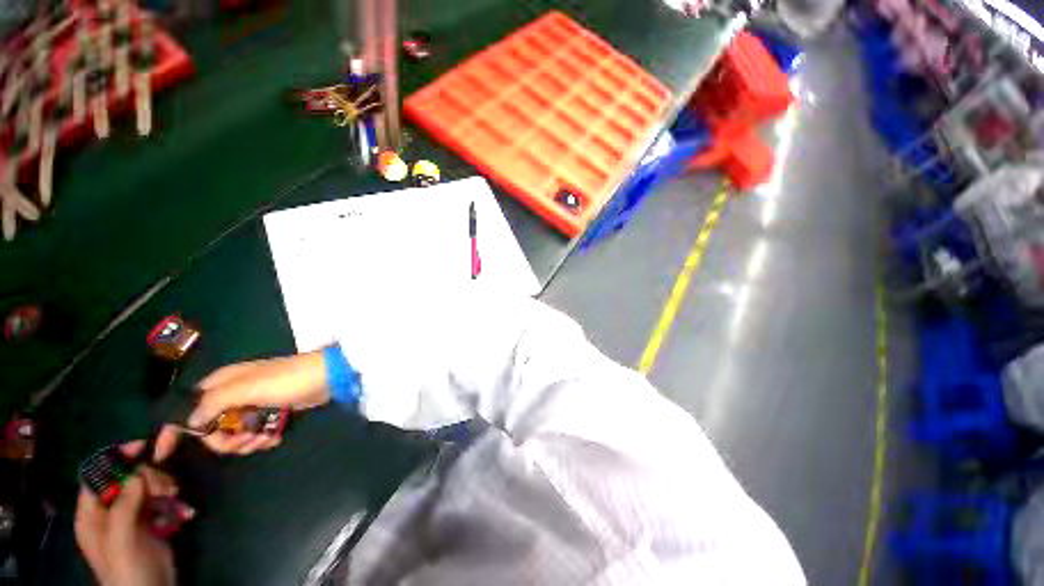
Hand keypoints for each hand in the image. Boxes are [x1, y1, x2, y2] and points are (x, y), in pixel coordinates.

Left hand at [75, 443, 192, 585]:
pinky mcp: (152, 523)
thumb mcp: (122, 539)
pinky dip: (176, 504)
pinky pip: (163, 503)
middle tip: (168, 488)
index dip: (115, 459)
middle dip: (150, 478)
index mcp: (92, 513)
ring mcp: (132, 518)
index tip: (142, 447)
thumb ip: (124, 505)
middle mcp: (110, 511)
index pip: (97, 475)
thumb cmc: (127, 569)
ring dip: (165, 489)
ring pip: (148, 488)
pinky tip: (185, 514)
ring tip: (178, 500)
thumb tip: (137, 472)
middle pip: (128, 479)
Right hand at [156, 351, 327, 457]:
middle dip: (225, 441)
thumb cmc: (286, 380)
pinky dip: (262, 439)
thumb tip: (189, 421)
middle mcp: (232, 394)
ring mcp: (252, 405)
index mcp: (221, 383)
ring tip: (266, 437)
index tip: (161, 456)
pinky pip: (254, 434)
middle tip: (246, 439)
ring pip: (233, 435)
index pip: (185, 408)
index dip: (172, 430)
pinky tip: (276, 436)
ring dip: (247, 442)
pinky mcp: (270, 413)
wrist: (326, 378)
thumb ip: (213, 403)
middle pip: (210, 429)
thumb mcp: (247, 388)